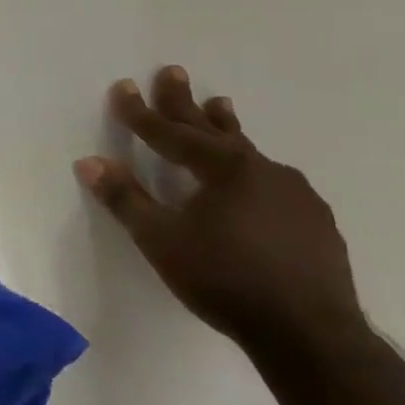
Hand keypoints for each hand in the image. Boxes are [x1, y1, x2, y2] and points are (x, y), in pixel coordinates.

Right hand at [74, 66, 367, 357]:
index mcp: (224, 169)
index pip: (170, 134)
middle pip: (213, 130)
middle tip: (172, 71)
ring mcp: (295, 194)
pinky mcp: (315, 221)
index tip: (122, 87)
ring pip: (249, 152)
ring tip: (220, 105)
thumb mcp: (160, 240)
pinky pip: (273, 181)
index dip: (141, 113)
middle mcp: (262, 170)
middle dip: (185, 102)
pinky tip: (254, 180)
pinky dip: (251, 169)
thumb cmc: (223, 279)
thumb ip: (125, 198)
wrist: (309, 333)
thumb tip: (89, 162)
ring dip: (226, 128)